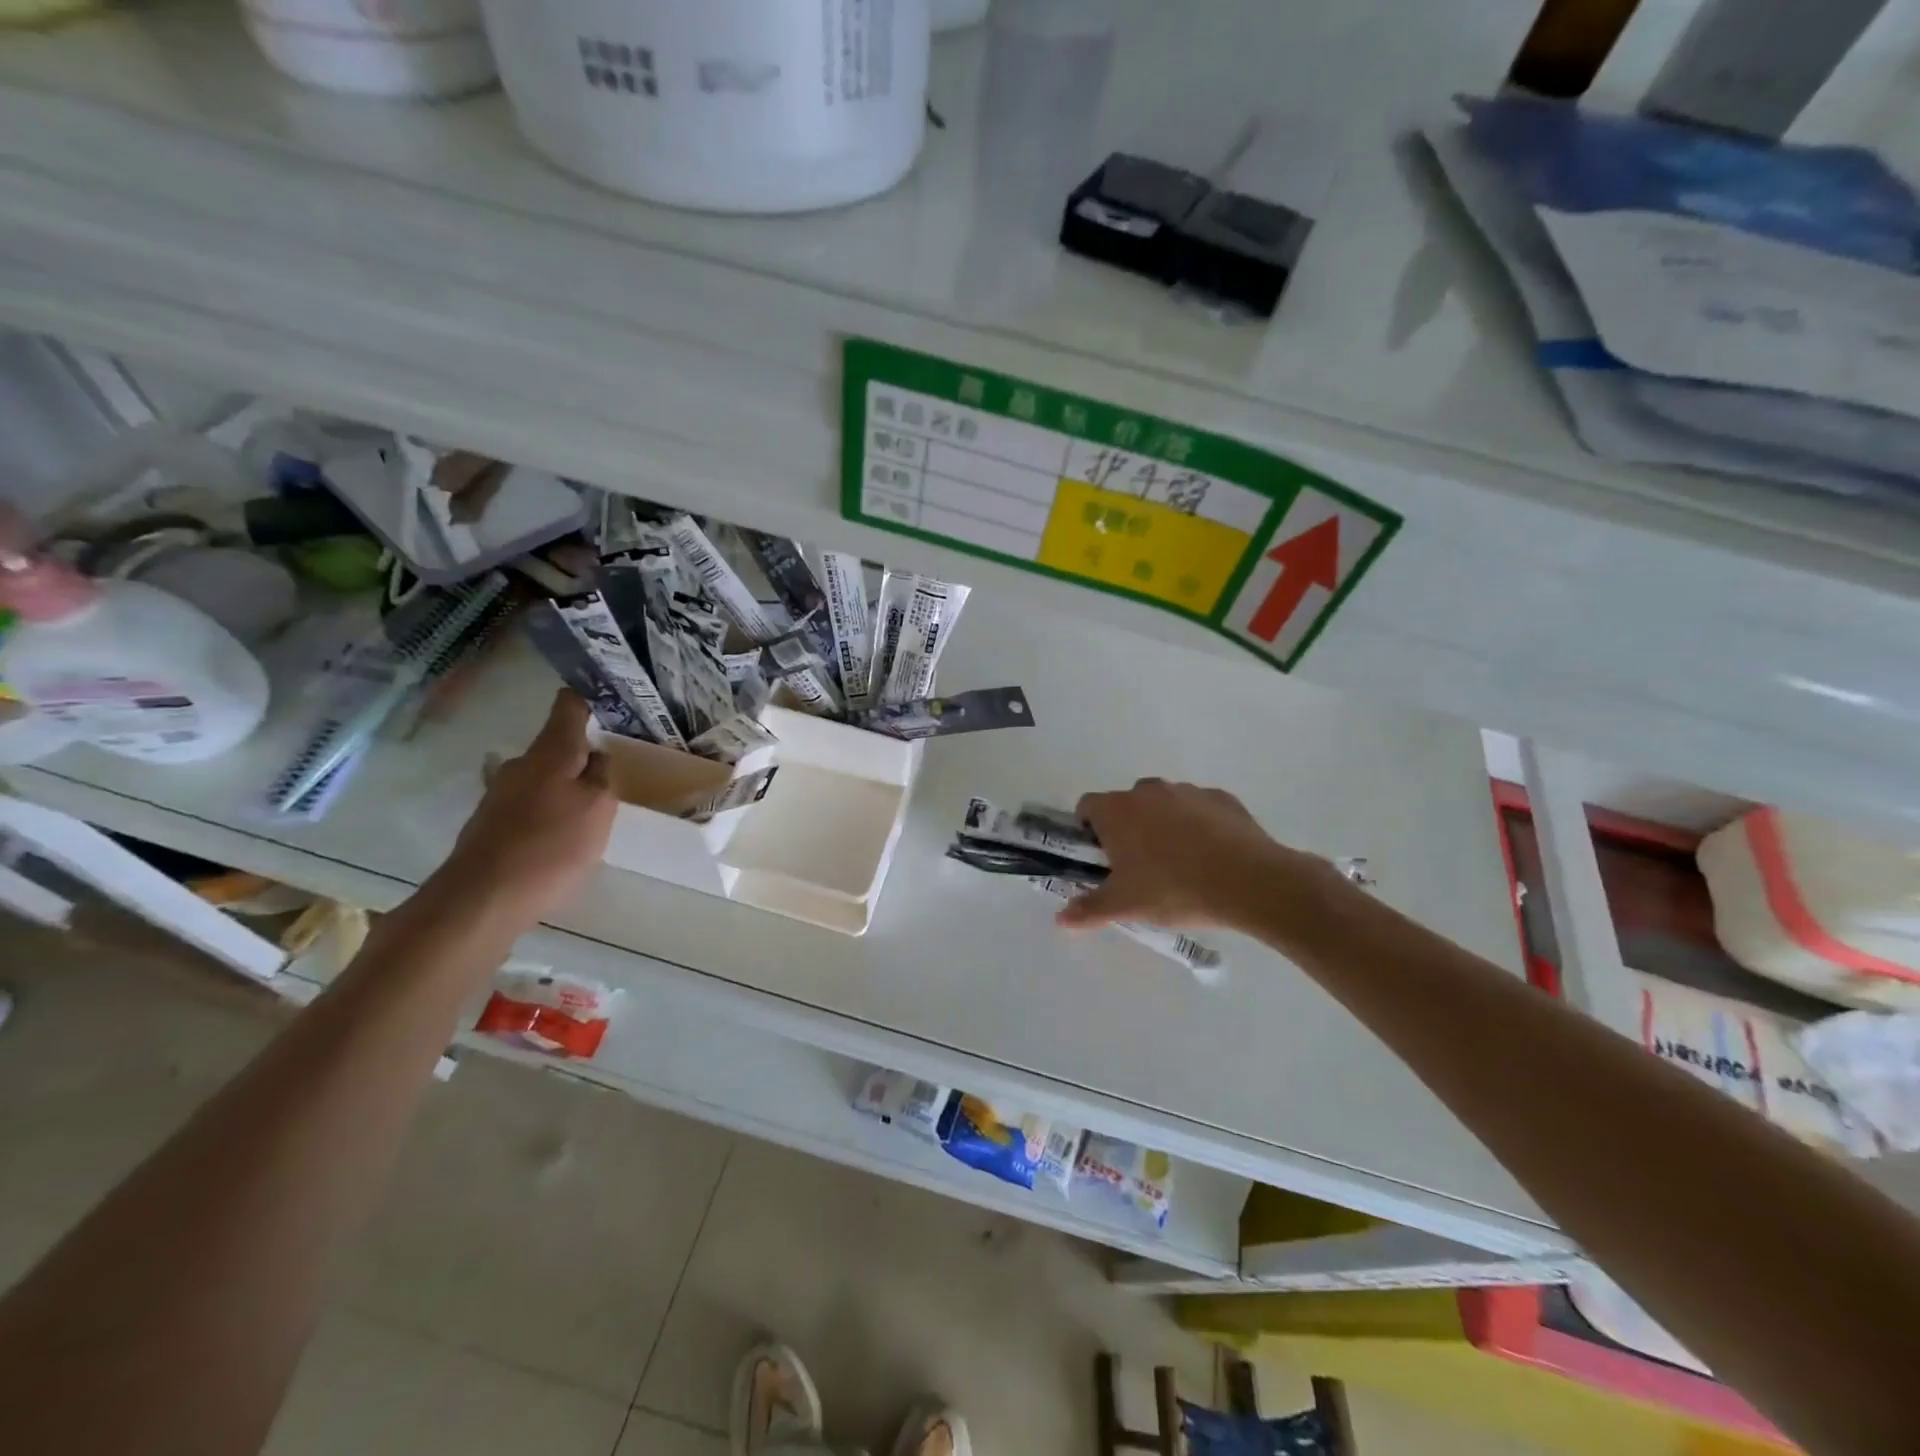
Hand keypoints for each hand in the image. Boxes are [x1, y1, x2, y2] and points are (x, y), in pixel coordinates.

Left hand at [437, 692, 616, 926]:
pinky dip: (550, 808)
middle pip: (557, 744)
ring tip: (592, 804)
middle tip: (614, 764)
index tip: (612, 698)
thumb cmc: (550, 847)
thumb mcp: (598, 809)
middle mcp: (521, 764)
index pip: (569, 706)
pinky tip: (562, 832)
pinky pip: (531, 803)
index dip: (590, 697)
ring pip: (544, 775)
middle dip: (583, 750)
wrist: (481, 899)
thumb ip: (602, 776)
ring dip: (566, 783)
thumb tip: (597, 756)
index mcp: (550, 753)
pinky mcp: (492, 822)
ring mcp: (501, 793)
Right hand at [1055, 778, 1327, 933]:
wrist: (1248, 881)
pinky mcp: (1222, 798)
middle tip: (1139, 867)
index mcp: (1117, 810)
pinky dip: (1199, 826)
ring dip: (1164, 825)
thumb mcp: (1125, 906)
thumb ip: (1089, 909)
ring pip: (1164, 805)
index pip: (1087, 806)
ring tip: (1180, 864)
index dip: (1088, 829)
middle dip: (1128, 828)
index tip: (1101, 857)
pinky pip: (1200, 809)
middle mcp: (1148, 791)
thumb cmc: (1173, 890)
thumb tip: (1060, 919)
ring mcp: (1187, 791)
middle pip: (1126, 804)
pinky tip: (1211, 856)